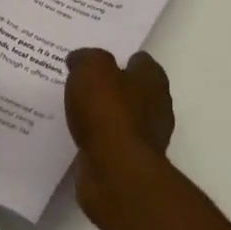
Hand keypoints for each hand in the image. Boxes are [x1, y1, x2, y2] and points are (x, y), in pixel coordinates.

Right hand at [65, 49, 174, 226]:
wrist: (115, 171)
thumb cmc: (108, 112)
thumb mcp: (92, 69)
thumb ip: (86, 58)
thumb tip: (79, 59)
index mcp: (152, 80)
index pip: (141, 61)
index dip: (120, 57)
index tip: (95, 59)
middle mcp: (156, 107)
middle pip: (133, 90)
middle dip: (111, 86)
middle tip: (82, 82)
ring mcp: (145, 137)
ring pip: (121, 117)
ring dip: (103, 114)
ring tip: (74, 108)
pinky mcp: (129, 162)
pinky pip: (110, 142)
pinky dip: (97, 138)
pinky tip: (77, 134)